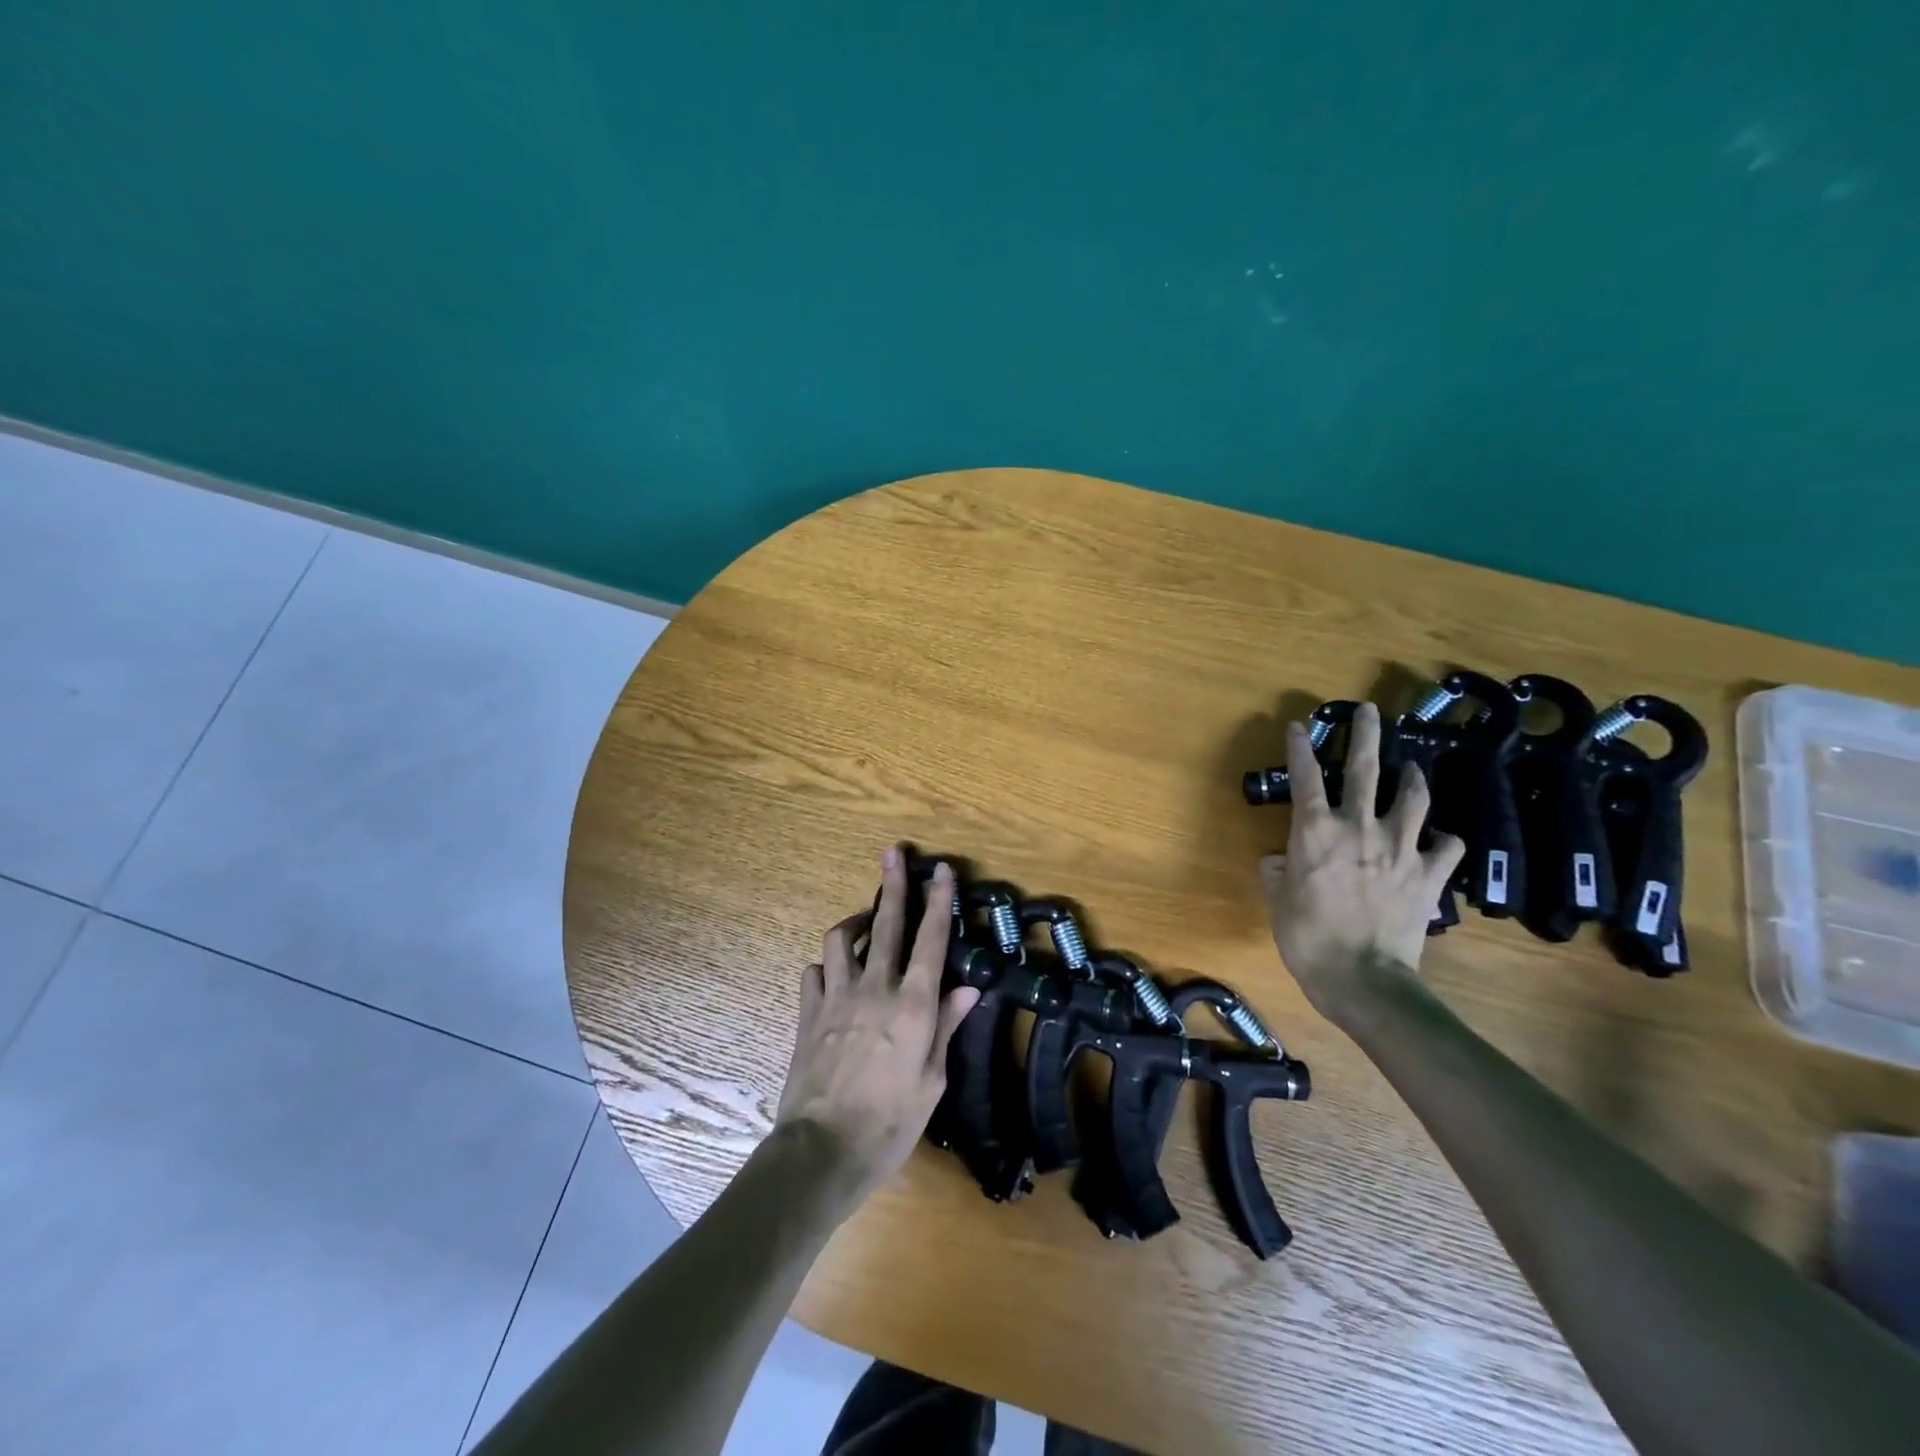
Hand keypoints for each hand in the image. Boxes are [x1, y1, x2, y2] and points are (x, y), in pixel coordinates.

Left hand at [773, 847, 981, 1216]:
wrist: (822, 1150)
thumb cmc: (889, 1123)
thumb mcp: (932, 1081)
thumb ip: (945, 1027)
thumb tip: (967, 988)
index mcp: (913, 1005)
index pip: (931, 940)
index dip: (938, 901)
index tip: (940, 871)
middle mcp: (875, 989)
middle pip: (885, 924)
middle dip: (892, 884)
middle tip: (893, 853)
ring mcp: (836, 997)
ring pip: (840, 939)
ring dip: (854, 922)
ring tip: (863, 921)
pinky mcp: (808, 1013)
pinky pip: (814, 972)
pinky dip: (826, 965)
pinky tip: (833, 973)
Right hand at [1260, 702, 1463, 1028]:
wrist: (1363, 979)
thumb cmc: (1307, 937)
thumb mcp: (1277, 901)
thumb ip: (1276, 871)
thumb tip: (1279, 860)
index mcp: (1315, 831)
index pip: (1305, 777)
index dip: (1299, 747)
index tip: (1297, 725)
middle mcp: (1359, 828)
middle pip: (1365, 770)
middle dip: (1365, 734)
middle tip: (1369, 710)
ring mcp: (1400, 849)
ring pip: (1413, 799)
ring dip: (1413, 779)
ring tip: (1413, 768)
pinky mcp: (1428, 875)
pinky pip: (1446, 848)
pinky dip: (1444, 840)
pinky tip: (1439, 839)